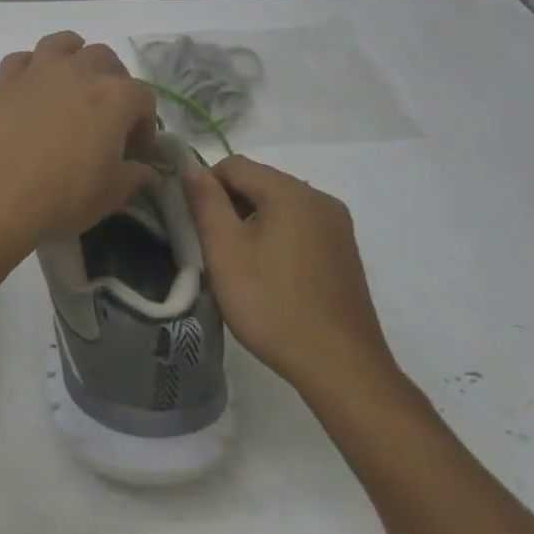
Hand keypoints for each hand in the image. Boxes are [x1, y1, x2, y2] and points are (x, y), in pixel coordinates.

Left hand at [0, 31, 159, 250]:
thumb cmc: (62, 196)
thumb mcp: (111, 195)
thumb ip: (136, 176)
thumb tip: (147, 171)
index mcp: (115, 97)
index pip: (144, 98)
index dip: (145, 126)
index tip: (136, 154)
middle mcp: (80, 72)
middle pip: (107, 59)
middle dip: (114, 83)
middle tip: (108, 116)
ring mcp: (39, 71)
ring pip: (63, 43)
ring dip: (75, 56)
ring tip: (74, 83)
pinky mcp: (4, 81)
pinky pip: (22, 59)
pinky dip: (32, 67)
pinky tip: (33, 89)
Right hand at [180, 155, 401, 408]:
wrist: (340, 367)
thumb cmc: (273, 305)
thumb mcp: (225, 251)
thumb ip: (205, 202)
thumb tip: (190, 165)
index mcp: (292, 192)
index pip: (234, 165)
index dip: (206, 187)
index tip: (195, 225)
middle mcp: (320, 199)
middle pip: (259, 182)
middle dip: (230, 206)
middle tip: (214, 248)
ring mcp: (338, 226)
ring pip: (279, 206)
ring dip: (252, 223)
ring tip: (240, 265)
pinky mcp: (344, 252)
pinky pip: (300, 227)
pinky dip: (277, 238)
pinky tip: (270, 276)